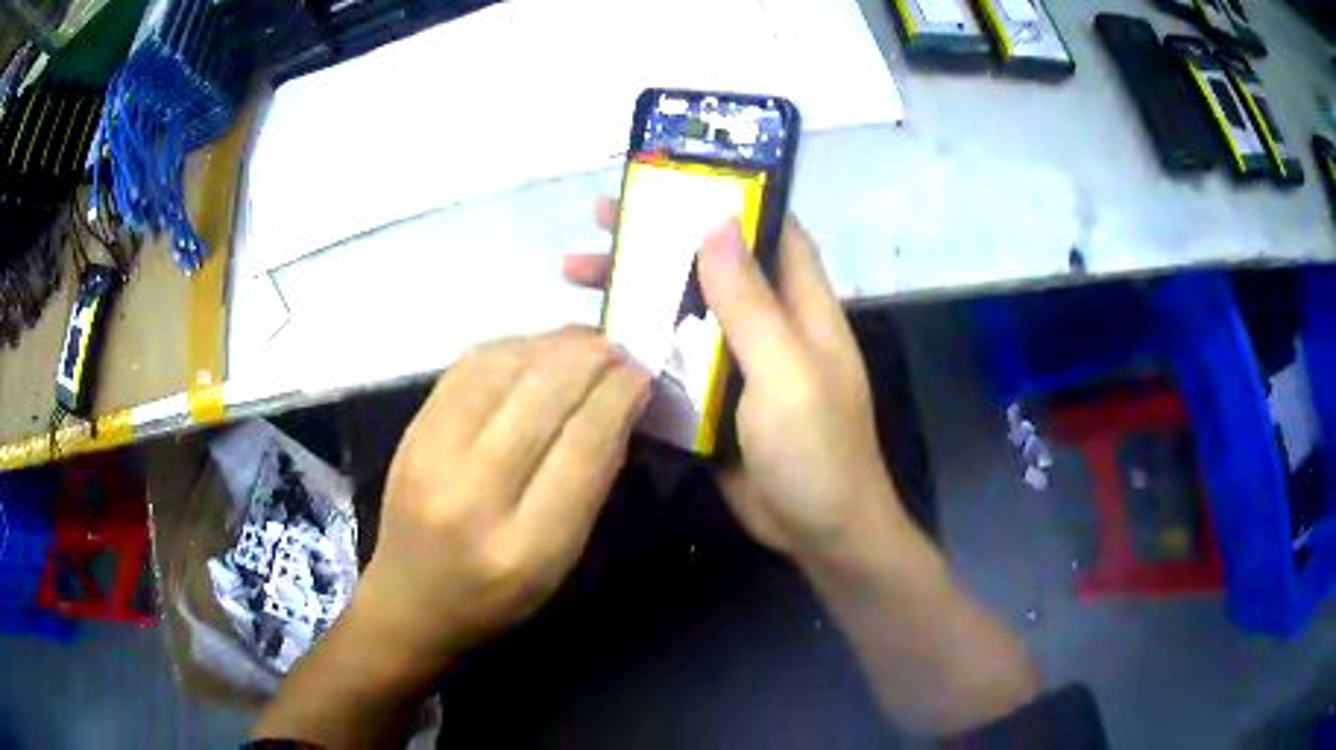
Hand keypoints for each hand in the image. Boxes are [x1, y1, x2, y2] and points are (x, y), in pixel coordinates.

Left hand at [355, 329, 651, 674]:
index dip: (619, 397)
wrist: (410, 598)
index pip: (583, 447)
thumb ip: (590, 486)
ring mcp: (431, 455)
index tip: (644, 372)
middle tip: (621, 347)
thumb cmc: (496, 596)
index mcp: (526, 547)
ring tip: (587, 340)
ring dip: (555, 345)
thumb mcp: (560, 563)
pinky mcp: (410, 430)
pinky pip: (467, 367)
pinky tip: (539, 348)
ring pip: (503, 370)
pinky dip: (513, 346)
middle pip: (543, 398)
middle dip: (592, 360)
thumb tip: (618, 405)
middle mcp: (473, 495)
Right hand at [570, 200, 1038, 735]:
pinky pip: (671, 359)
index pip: (772, 230)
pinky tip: (592, 338)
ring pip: (684, 311)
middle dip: (661, 239)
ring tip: (576, 272)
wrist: (818, 533)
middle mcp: (770, 324)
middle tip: (602, 218)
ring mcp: (738, 363)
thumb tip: (719, 224)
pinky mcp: (712, 400)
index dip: (732, 197)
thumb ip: (752, 303)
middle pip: (712, 265)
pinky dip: (636, 345)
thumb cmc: (816, 450)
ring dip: (637, 290)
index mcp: (801, 306)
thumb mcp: (787, 371)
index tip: (678, 176)